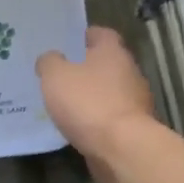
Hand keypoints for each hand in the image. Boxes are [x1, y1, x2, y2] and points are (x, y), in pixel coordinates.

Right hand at [36, 26, 156, 182]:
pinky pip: (109, 117)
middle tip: (59, 74)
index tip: (65, 44)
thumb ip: (49, 62)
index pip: (101, 34)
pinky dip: (95, 119)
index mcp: (112, 52)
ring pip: (108, 92)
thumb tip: (50, 58)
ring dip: (91, 96)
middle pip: (106, 63)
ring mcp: (135, 101)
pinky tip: (76, 126)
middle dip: (85, 68)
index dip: (83, 36)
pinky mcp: (133, 128)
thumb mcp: (55, 76)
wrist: (121, 148)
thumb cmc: (87, 102)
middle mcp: (129, 72)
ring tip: (64, 103)